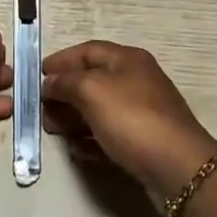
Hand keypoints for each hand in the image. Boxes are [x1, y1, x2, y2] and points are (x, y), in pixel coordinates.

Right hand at [42, 41, 216, 201]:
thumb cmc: (133, 118)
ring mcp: (142, 112)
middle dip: (64, 92)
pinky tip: (76, 150)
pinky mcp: (144, 141)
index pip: (88, 50)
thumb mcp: (92, 91)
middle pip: (93, 80)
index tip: (38, 74)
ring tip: (53, 129)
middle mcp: (136, 80)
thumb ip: (66, 83)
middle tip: (41, 108)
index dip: (62, 59)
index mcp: (128, 59)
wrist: (178, 166)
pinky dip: (90, 139)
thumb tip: (51, 83)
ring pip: (99, 109)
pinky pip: (110, 134)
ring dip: (73, 117)